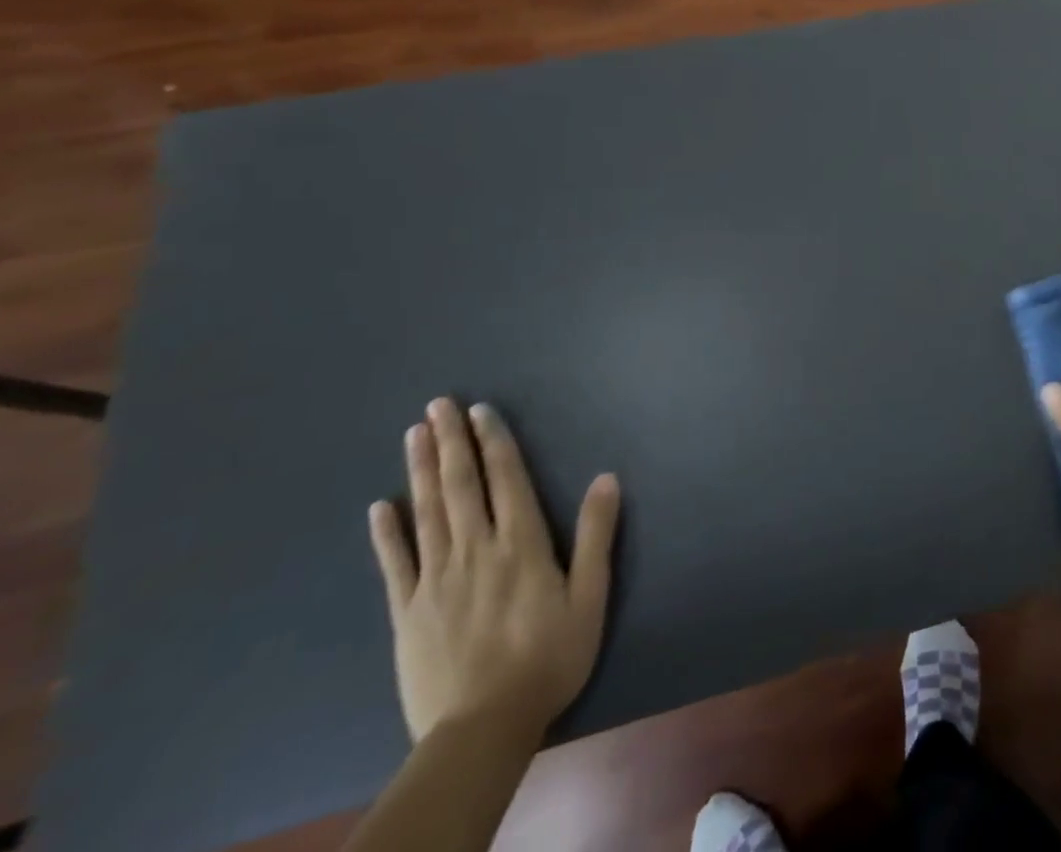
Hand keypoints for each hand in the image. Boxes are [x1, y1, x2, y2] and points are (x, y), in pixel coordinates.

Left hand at [368, 398, 619, 743]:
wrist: (482, 729)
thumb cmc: (548, 658)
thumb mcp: (590, 596)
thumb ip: (596, 535)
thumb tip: (607, 477)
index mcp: (521, 542)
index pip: (505, 479)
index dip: (494, 441)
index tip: (479, 410)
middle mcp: (476, 549)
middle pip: (460, 485)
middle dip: (450, 442)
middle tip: (438, 404)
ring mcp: (436, 579)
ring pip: (426, 512)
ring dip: (420, 470)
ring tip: (415, 433)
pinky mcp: (407, 611)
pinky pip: (395, 563)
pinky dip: (387, 532)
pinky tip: (379, 506)